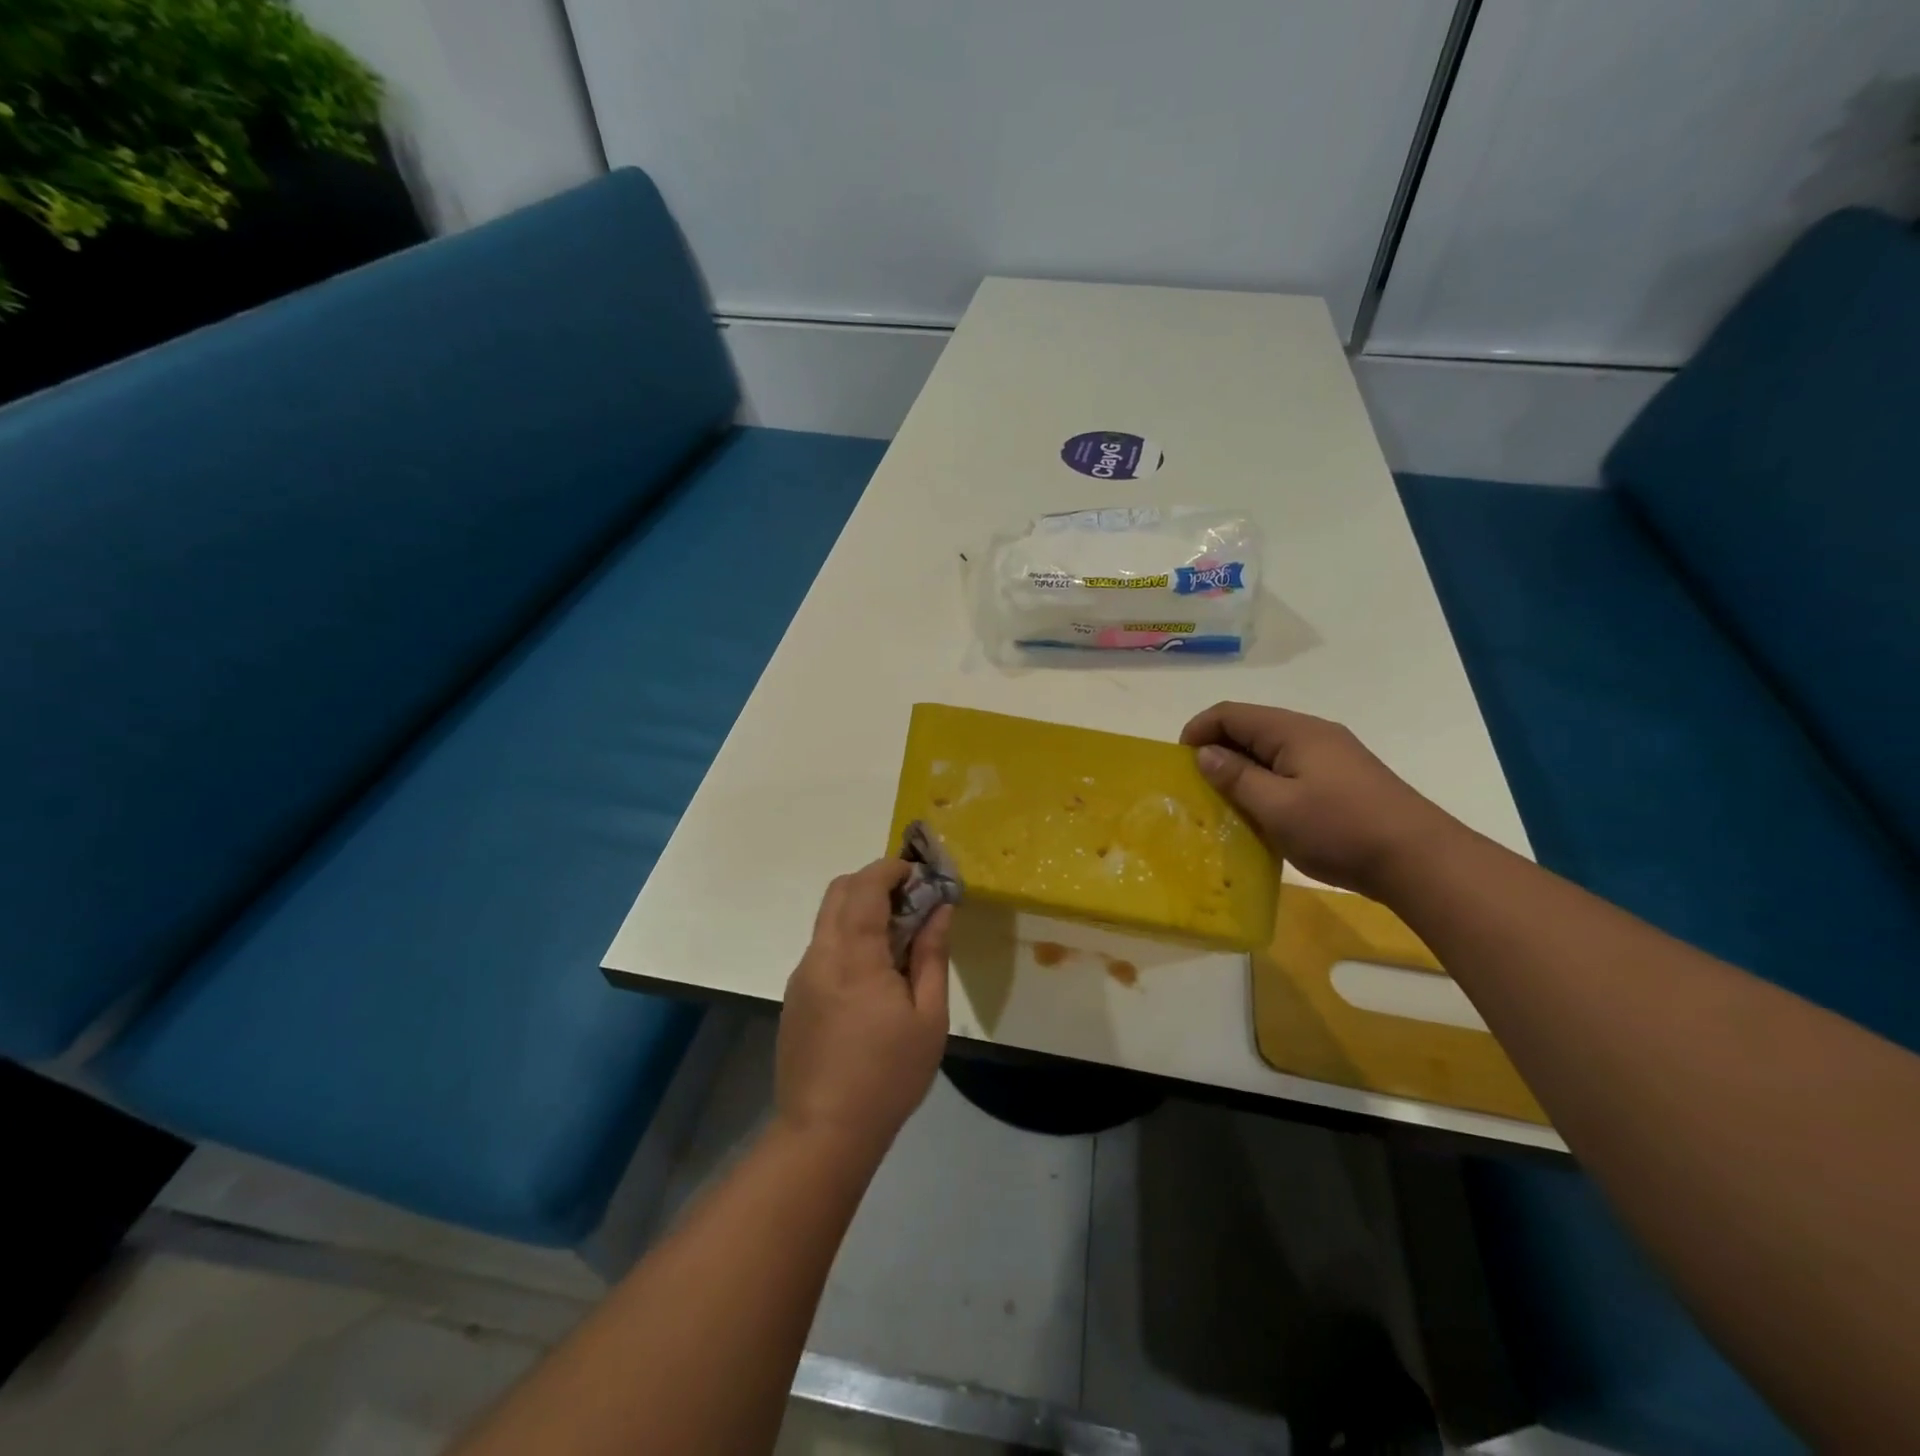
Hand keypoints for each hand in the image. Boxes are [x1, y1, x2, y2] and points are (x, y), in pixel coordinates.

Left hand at [776, 859, 952, 1161]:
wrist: (824, 1132)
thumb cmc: (888, 1076)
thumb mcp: (928, 1018)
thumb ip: (932, 955)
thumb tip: (940, 910)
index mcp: (854, 956)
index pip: (865, 886)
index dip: (892, 868)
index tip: (920, 875)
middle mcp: (820, 954)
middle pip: (839, 891)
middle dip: (875, 881)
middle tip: (911, 901)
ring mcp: (803, 974)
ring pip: (829, 918)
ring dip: (861, 909)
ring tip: (898, 940)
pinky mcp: (795, 995)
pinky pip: (823, 946)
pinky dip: (849, 937)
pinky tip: (873, 974)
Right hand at [1181, 702, 1462, 898]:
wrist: (1420, 860)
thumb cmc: (1340, 830)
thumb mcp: (1276, 807)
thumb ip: (1236, 777)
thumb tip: (1205, 754)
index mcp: (1293, 731)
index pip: (1231, 713)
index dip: (1198, 730)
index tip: (1178, 762)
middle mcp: (1312, 733)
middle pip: (1251, 728)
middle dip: (1217, 750)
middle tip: (1196, 787)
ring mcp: (1332, 756)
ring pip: (1271, 750)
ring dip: (1242, 769)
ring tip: (1224, 802)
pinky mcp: (1343, 779)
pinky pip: (1291, 769)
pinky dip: (1266, 782)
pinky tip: (1263, 812)